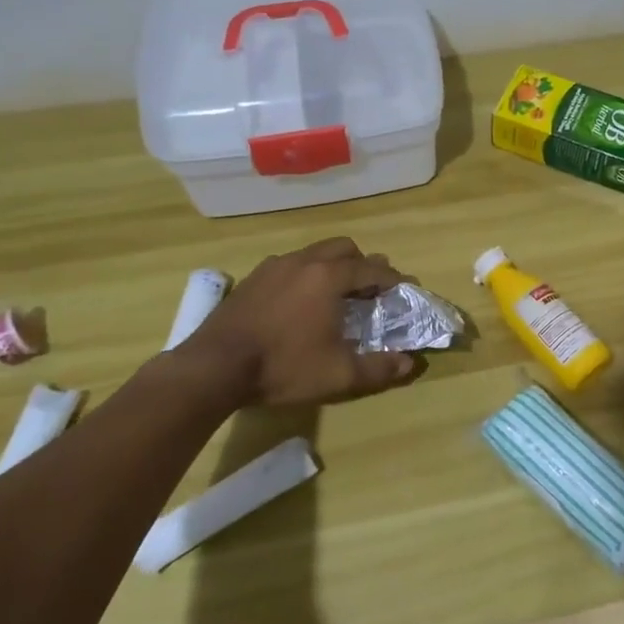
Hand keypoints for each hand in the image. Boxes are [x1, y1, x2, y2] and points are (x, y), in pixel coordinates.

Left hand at [178, 238, 416, 406]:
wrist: (214, 367)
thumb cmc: (283, 367)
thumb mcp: (338, 375)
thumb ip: (378, 369)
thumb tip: (409, 363)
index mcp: (329, 277)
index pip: (372, 269)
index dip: (393, 279)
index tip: (405, 289)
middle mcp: (304, 261)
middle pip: (344, 248)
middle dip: (363, 264)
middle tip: (371, 290)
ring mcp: (274, 266)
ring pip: (314, 253)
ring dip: (333, 267)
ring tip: (336, 295)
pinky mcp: (252, 278)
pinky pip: (290, 265)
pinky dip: (305, 275)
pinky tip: (299, 302)